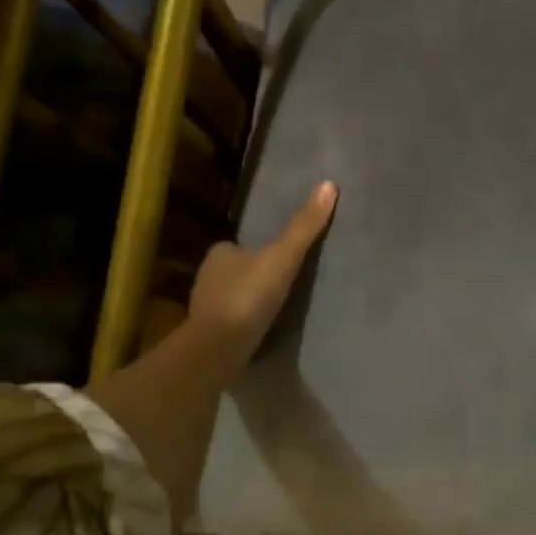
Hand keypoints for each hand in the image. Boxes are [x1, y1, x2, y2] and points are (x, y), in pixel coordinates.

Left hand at [188, 181, 337, 370]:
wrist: (218, 349)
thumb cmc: (248, 296)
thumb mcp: (283, 257)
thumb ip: (304, 227)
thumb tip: (328, 184)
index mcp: (219, 253)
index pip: (239, 244)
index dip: (258, 247)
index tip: (280, 255)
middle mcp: (207, 277)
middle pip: (237, 269)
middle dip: (254, 273)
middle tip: (284, 280)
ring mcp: (207, 308)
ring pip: (233, 296)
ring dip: (250, 299)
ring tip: (278, 305)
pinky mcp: (211, 335)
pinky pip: (233, 321)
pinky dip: (246, 321)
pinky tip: (263, 328)